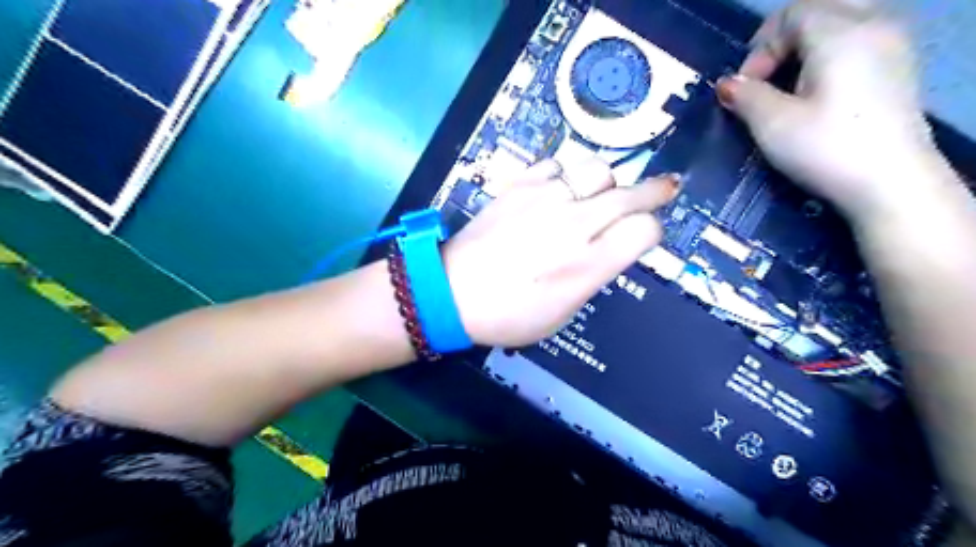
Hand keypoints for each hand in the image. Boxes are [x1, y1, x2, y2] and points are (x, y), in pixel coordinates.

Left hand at [445, 158, 679, 346]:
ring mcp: (544, 199)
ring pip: (597, 169)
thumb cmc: (508, 315)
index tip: (645, 235)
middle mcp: (573, 225)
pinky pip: (557, 165)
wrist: (451, 291)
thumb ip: (593, 276)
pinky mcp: (519, 185)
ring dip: (608, 182)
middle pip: (630, 194)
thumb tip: (609, 249)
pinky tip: (560, 188)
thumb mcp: (563, 313)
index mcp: (587, 265)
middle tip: (664, 188)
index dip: (652, 232)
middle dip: (654, 192)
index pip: (645, 230)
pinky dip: (566, 175)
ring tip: (602, 193)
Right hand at [714, 1, 954, 222]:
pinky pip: (858, 39)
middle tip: (765, 77)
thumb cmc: (826, 149)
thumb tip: (727, 84)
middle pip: (819, 10)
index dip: (759, 49)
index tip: (745, 90)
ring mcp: (893, 44)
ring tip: (788, 86)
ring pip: (841, 21)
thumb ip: (745, 96)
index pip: (790, 15)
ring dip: (805, 47)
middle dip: (783, 40)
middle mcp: (874, 24)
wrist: (890, 183)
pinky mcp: (898, 68)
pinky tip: (817, 91)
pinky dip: (829, 54)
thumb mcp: (772, 124)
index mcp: (841, 32)